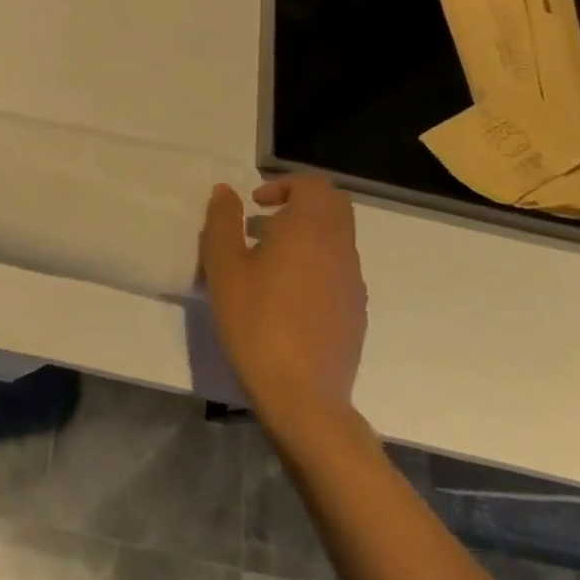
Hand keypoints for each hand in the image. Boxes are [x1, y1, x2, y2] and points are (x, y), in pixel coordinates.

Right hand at [199, 175, 366, 427]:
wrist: (301, 395)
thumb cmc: (255, 321)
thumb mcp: (223, 267)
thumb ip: (223, 222)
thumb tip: (226, 192)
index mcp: (310, 230)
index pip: (313, 185)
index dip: (284, 185)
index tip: (255, 204)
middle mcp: (340, 248)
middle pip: (333, 207)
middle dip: (299, 205)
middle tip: (262, 224)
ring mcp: (353, 282)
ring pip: (336, 239)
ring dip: (305, 236)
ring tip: (265, 263)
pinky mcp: (356, 312)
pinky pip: (338, 270)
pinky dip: (315, 265)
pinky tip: (284, 297)